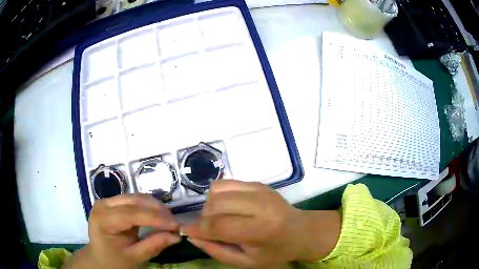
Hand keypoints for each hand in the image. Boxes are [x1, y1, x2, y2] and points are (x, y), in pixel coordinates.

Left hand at [67, 194, 180, 268]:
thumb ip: (153, 245)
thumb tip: (176, 236)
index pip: (132, 214)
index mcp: (103, 219)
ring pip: (136, 197)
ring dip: (155, 207)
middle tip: (176, 223)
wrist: (99, 257)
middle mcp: (103, 204)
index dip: (155, 219)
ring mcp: (107, 201)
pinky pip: (134, 200)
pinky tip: (158, 215)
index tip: (176, 226)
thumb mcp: (133, 257)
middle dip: (158, 211)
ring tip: (169, 220)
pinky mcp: (113, 202)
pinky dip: (149, 207)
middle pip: (134, 201)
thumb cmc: (113, 260)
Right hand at [181, 181, 340, 267]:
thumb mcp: (247, 262)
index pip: (220, 226)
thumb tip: (192, 237)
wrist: (300, 231)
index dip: (198, 229)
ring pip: (217, 191)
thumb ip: (217, 251)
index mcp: (261, 229)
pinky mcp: (257, 183)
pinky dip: (218, 196)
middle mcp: (260, 205)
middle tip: (209, 229)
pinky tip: (227, 208)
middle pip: (215, 205)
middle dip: (204, 218)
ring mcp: (259, 189)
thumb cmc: (275, 251)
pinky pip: (225, 183)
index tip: (185, 232)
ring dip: (210, 206)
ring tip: (220, 219)